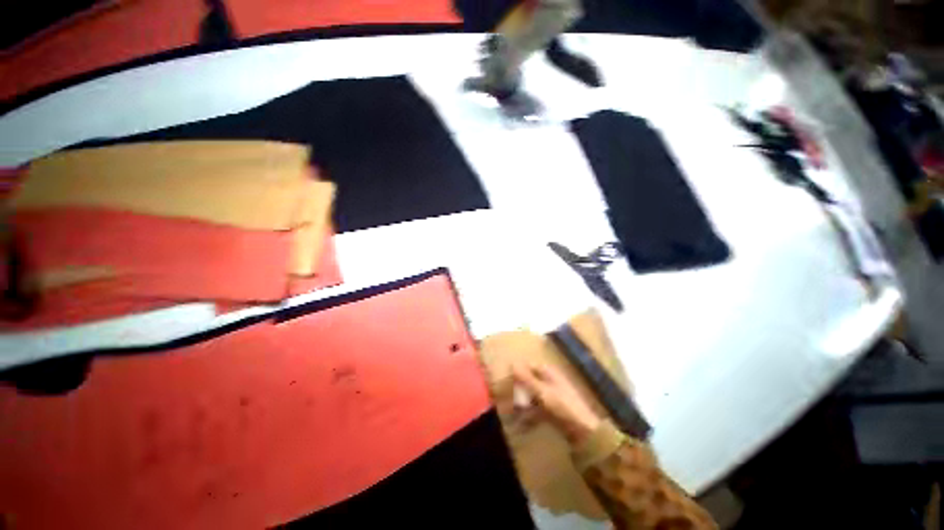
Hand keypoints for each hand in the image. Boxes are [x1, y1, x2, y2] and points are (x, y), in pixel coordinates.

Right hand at [511, 362, 601, 443]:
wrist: (584, 430)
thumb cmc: (562, 405)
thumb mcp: (542, 391)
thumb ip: (526, 378)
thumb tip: (511, 363)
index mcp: (549, 373)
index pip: (529, 366)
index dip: (519, 372)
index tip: (507, 380)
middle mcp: (549, 381)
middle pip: (530, 381)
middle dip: (519, 390)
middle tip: (508, 398)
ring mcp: (552, 396)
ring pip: (532, 396)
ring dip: (523, 404)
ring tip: (513, 413)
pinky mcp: (553, 411)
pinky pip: (537, 410)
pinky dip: (529, 415)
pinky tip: (522, 424)